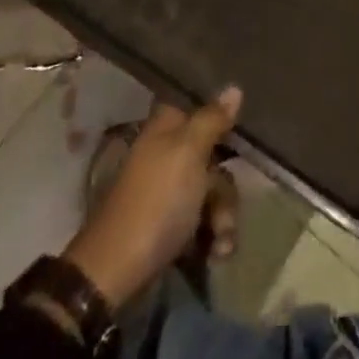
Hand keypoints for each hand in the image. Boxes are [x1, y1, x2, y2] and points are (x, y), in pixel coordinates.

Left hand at [62, 87, 241, 307]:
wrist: (116, 272)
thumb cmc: (156, 201)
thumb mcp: (188, 152)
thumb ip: (212, 119)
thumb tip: (234, 87)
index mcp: (167, 128)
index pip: (201, 107)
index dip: (223, 119)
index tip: (241, 135)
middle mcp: (169, 153)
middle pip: (215, 155)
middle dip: (226, 187)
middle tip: (223, 211)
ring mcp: (169, 191)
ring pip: (214, 191)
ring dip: (223, 218)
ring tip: (220, 244)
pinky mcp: (172, 225)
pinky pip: (205, 220)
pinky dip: (213, 237)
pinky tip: (215, 254)